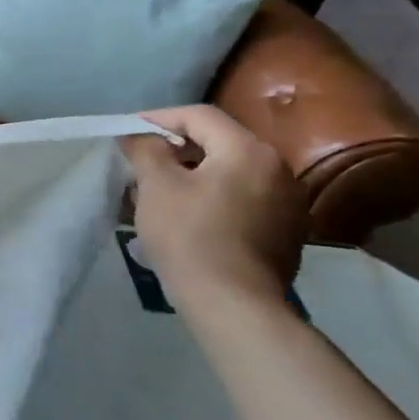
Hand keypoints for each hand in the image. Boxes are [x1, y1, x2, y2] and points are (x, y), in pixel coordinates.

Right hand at [119, 105, 306, 310]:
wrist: (233, 303)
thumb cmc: (190, 234)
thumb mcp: (156, 185)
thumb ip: (146, 150)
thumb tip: (138, 135)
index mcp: (249, 150)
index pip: (200, 116)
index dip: (159, 118)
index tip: (129, 132)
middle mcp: (278, 168)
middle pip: (219, 142)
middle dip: (177, 148)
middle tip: (141, 160)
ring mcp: (289, 202)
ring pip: (231, 172)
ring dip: (194, 174)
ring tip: (160, 190)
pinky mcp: (286, 232)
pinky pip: (243, 199)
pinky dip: (214, 197)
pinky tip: (189, 216)